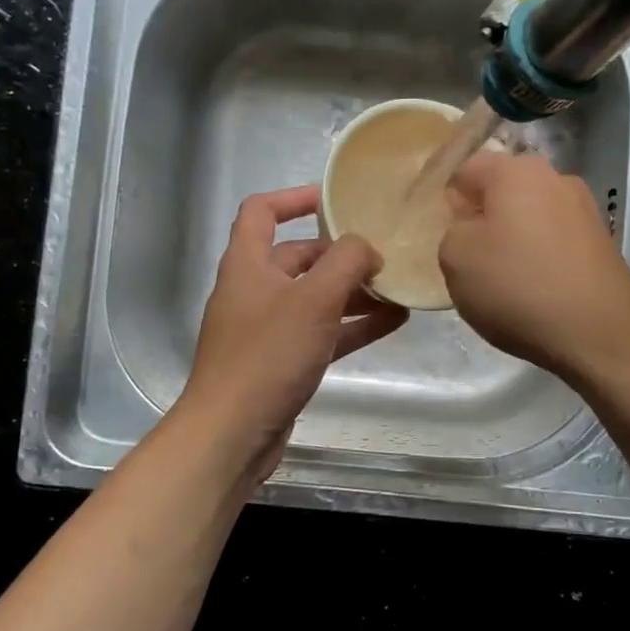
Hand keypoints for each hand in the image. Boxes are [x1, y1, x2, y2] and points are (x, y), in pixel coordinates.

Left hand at [179, 186, 407, 486]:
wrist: (232, 433)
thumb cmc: (268, 355)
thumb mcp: (314, 299)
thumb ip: (346, 262)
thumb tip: (367, 247)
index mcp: (247, 264)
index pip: (262, 211)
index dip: (295, 197)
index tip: (335, 198)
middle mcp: (253, 290)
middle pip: (298, 257)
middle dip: (340, 254)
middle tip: (382, 254)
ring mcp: (266, 328)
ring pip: (315, 297)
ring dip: (353, 292)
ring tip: (397, 289)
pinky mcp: (281, 362)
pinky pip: (321, 332)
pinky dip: (352, 325)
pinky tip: (392, 323)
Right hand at [440, 152, 629, 382]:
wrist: (600, 333)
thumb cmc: (518, 286)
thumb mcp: (455, 258)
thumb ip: (452, 230)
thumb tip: (471, 226)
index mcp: (516, 170)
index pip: (466, 170)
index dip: (449, 202)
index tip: (444, 237)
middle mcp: (556, 178)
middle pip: (503, 192)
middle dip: (484, 220)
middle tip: (471, 262)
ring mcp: (585, 209)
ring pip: (531, 217)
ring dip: (514, 241)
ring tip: (505, 282)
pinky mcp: (602, 242)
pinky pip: (555, 241)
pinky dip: (541, 259)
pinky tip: (536, 292)